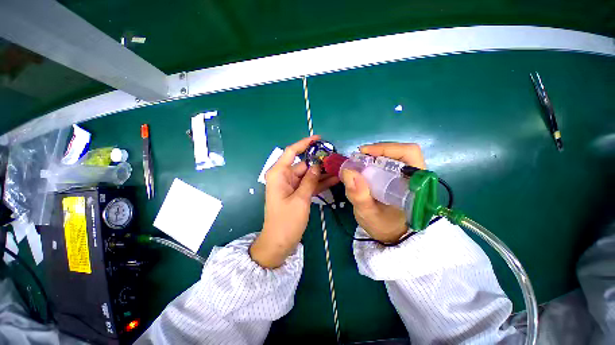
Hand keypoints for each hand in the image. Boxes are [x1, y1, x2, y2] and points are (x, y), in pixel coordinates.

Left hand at [250, 135, 339, 267]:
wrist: (279, 242)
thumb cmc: (286, 221)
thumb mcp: (300, 199)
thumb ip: (309, 180)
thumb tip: (318, 165)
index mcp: (279, 174)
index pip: (292, 152)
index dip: (304, 143)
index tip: (319, 138)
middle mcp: (284, 176)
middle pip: (303, 163)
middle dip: (319, 161)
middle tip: (336, 158)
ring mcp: (291, 185)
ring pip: (308, 174)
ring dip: (322, 172)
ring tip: (339, 168)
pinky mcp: (297, 193)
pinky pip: (309, 184)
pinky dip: (319, 182)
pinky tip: (334, 179)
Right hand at [341, 143, 425, 242]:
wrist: (391, 235)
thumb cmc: (383, 227)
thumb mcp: (368, 215)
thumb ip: (359, 196)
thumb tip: (348, 172)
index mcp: (415, 185)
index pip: (409, 154)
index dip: (387, 148)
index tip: (364, 153)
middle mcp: (416, 177)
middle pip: (401, 152)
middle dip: (378, 151)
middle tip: (359, 158)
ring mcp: (408, 176)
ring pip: (395, 156)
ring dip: (375, 156)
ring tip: (360, 163)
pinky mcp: (400, 178)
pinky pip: (389, 163)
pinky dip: (375, 162)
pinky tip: (365, 169)